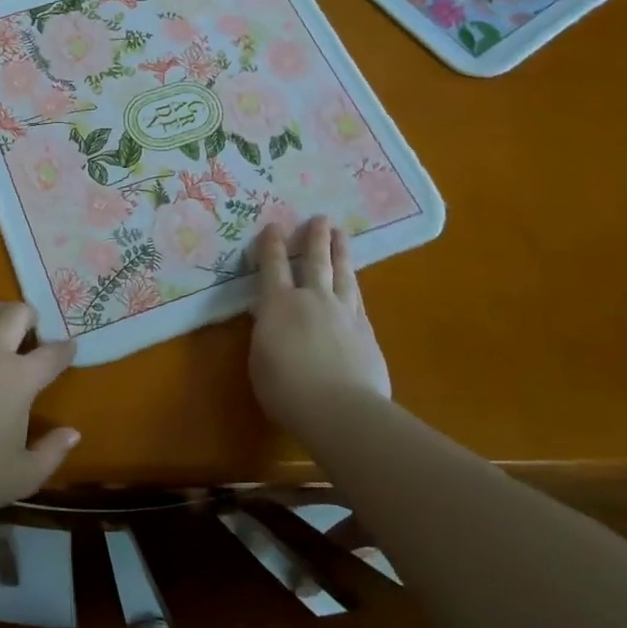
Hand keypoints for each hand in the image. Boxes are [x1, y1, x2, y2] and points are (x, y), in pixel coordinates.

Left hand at [0, 303, 79, 514]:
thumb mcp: (23, 475)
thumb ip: (53, 452)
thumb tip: (73, 433)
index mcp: (21, 378)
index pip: (52, 354)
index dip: (66, 349)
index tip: (70, 348)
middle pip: (17, 313)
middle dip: (31, 316)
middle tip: (32, 330)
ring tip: (0, 326)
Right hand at [250, 216, 390, 434]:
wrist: (340, 409)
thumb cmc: (285, 388)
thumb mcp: (260, 359)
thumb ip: (264, 333)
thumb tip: (265, 316)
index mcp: (278, 304)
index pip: (273, 266)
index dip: (272, 245)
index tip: (274, 226)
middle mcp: (312, 299)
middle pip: (315, 261)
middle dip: (315, 238)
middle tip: (320, 218)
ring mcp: (344, 312)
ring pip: (343, 274)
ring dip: (341, 252)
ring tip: (341, 234)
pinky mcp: (366, 331)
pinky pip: (358, 299)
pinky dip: (353, 285)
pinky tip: (355, 284)